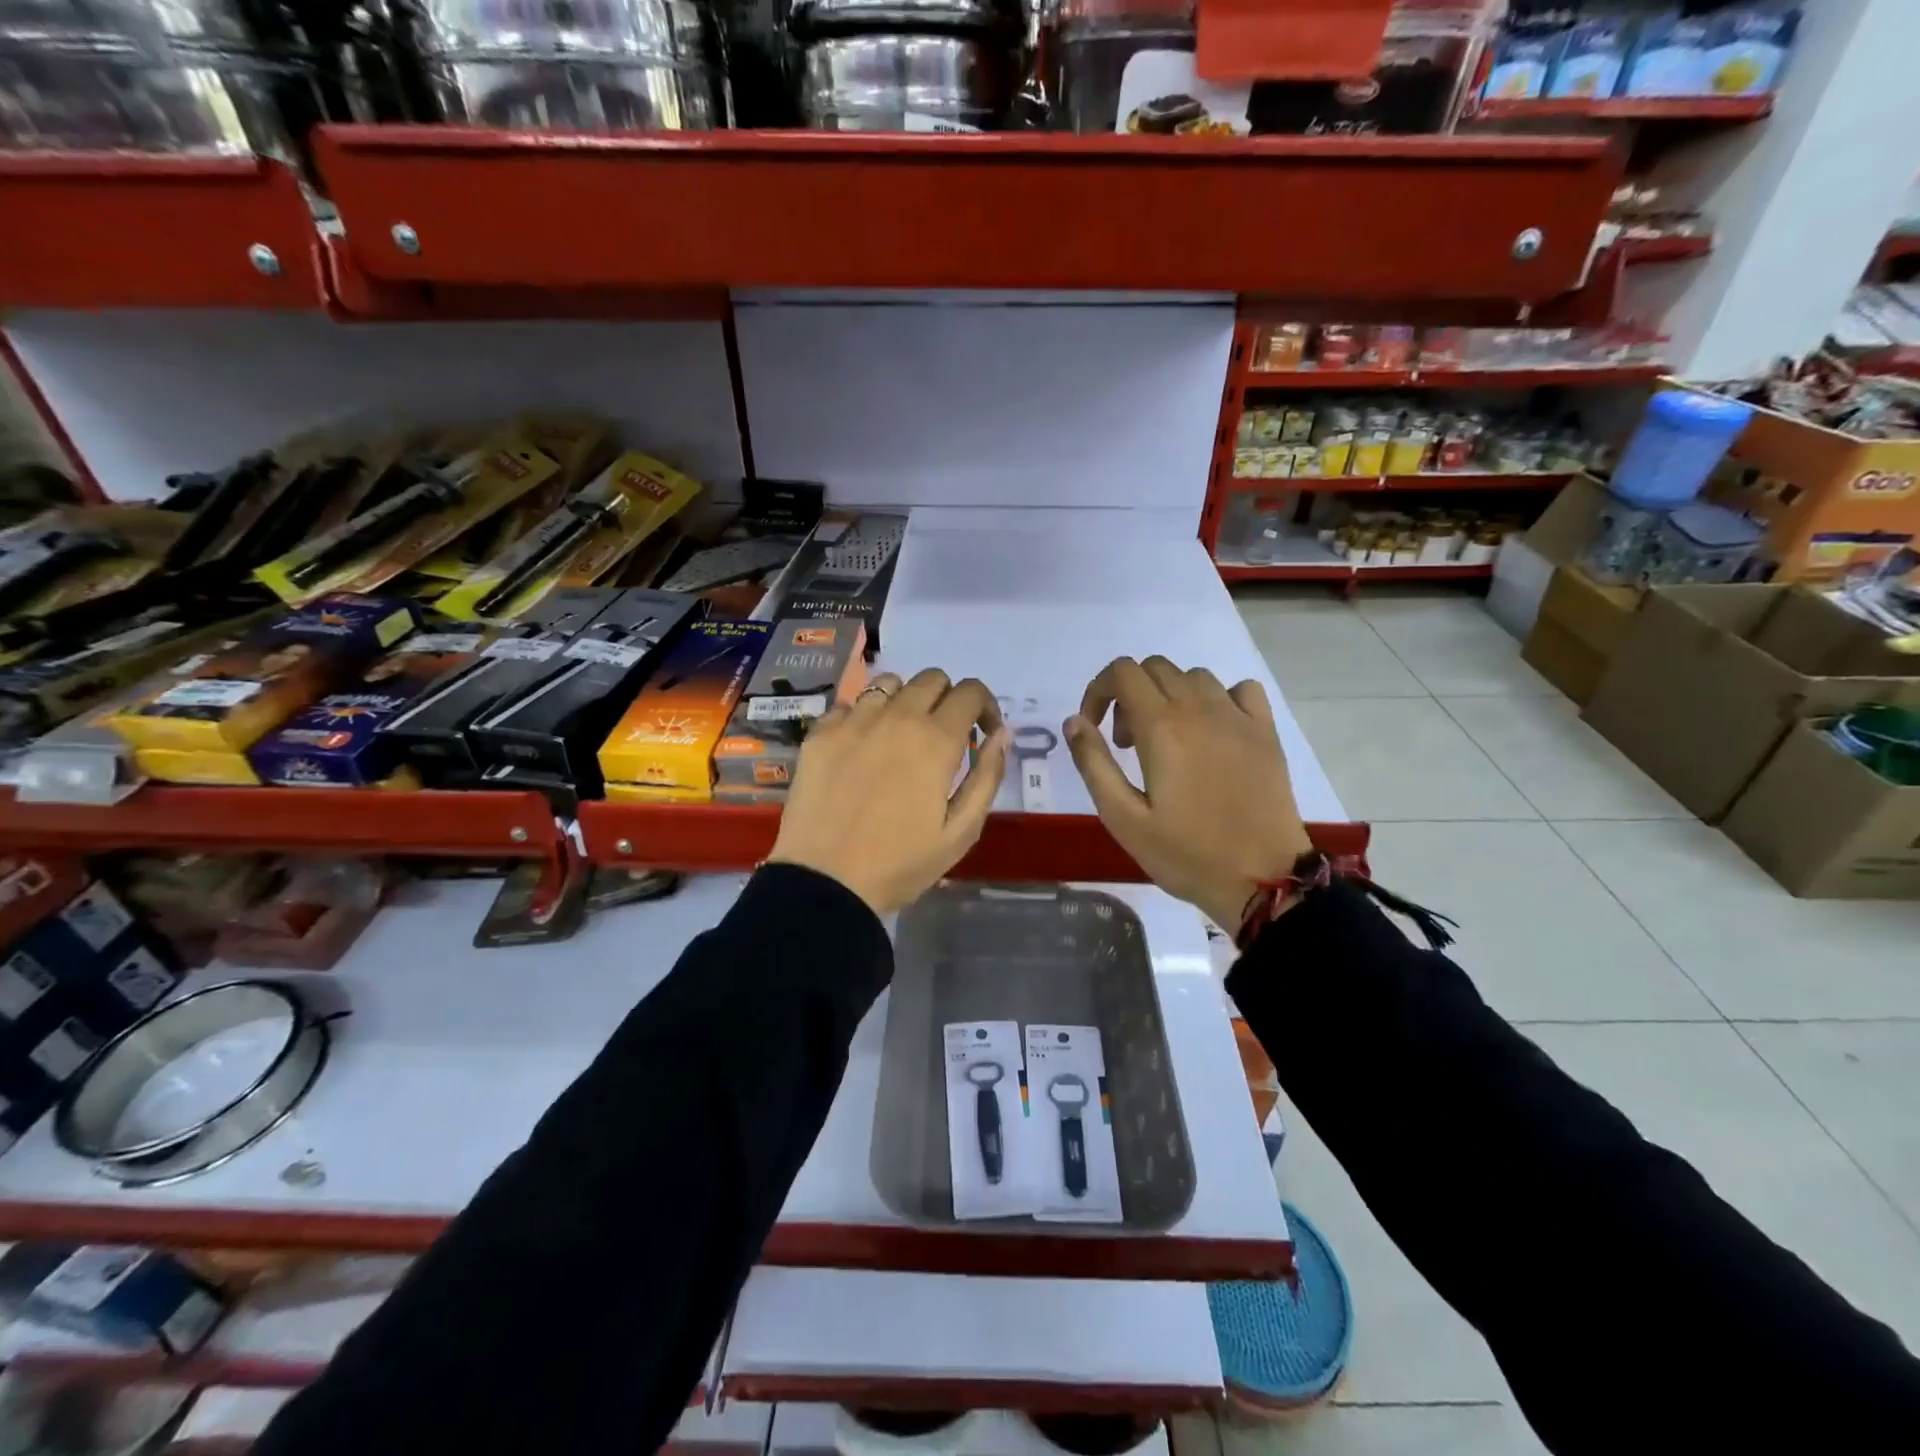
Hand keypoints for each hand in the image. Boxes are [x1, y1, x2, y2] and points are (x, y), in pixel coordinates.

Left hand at [768, 669, 1008, 915]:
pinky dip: (864, 716)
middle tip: (943, 737)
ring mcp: (853, 721)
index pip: (971, 692)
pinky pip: (850, 704)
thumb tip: (1002, 733)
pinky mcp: (820, 733)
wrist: (824, 883)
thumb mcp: (961, 832)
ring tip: (900, 736)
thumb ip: (987, 776)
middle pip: (932, 678)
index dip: (985, 707)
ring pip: (889, 683)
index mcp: (936, 740)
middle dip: (948, 699)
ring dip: (905, 701)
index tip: (982, 734)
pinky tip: (862, 748)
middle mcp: (896, 716)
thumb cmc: (899, 864)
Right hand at [1063, 656, 1312, 931]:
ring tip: (1168, 741)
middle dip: (1129, 695)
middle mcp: (1200, 709)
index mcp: (1162, 727)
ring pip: (1194, 677)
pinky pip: (1240, 690)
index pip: (1122, 672)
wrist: (1262, 878)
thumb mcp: (1123, 818)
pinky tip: (1213, 732)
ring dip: (1170, 696)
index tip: (1094, 727)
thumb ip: (1094, 763)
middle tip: (1128, 744)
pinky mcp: (1266, 732)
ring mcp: (1238, 717)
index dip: (1098, 691)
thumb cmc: (1185, 853)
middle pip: (1155, 668)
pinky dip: (1218, 699)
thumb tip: (1075, 720)